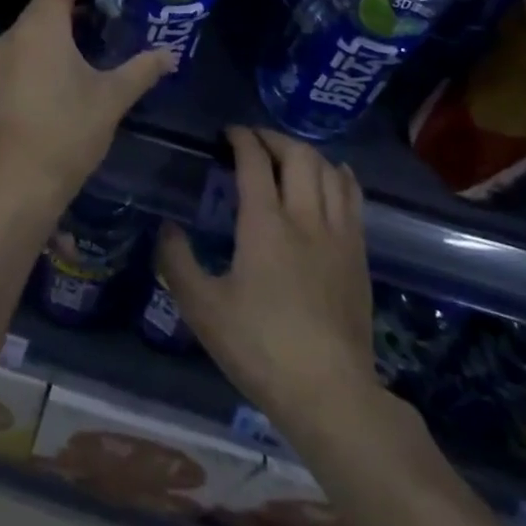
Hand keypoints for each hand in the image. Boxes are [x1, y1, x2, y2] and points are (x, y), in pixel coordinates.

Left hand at [0, 0, 174, 213]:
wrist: (16, 184)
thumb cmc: (65, 131)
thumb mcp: (112, 97)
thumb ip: (142, 69)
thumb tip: (170, 53)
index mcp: (41, 24)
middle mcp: (18, 31)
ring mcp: (6, 56)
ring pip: (40, 22)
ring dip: (70, 18)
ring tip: (109, 23)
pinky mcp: (4, 78)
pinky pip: (32, 42)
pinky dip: (56, 39)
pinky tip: (83, 56)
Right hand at [160, 127, 381, 440]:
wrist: (330, 392)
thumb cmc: (260, 348)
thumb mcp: (203, 309)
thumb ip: (177, 262)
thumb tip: (166, 227)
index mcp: (265, 224)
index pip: (255, 162)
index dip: (241, 139)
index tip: (228, 133)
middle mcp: (305, 217)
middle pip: (297, 156)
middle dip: (273, 138)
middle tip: (254, 141)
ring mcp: (338, 234)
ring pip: (328, 171)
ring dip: (305, 153)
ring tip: (287, 155)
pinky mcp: (359, 254)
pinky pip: (353, 197)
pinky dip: (339, 176)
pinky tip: (333, 176)